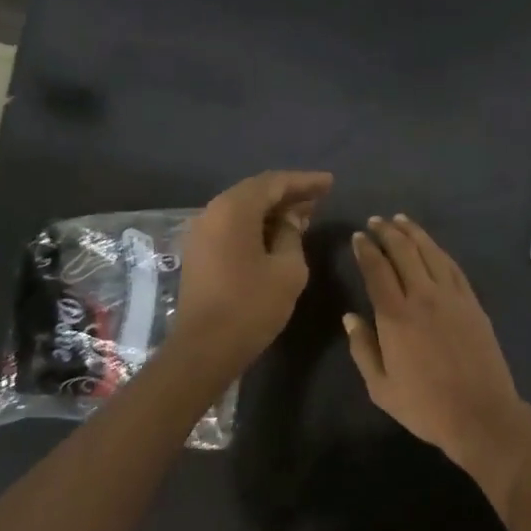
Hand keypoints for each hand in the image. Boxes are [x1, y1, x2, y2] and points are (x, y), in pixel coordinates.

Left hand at [172, 170, 332, 371]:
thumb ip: (292, 235)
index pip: (273, 183)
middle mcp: (212, 213)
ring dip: (273, 211)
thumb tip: (291, 219)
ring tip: (303, 216)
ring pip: (242, 210)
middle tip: (319, 198)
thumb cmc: (252, 306)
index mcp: (234, 210)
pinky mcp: (200, 253)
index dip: (304, 182)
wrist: (205, 348)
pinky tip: (278, 236)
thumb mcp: (288, 269)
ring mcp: (202, 233)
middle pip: (255, 192)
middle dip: (288, 194)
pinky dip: (257, 225)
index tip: (330, 183)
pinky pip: (232, 227)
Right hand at [345, 215, 528, 467]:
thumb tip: (350, 317)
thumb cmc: (425, 406)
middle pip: (404, 252)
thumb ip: (362, 348)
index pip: (377, 269)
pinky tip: (431, 246)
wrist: (480, 413)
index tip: (358, 237)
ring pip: (430, 253)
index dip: (366, 250)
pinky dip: (438, 251)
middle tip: (375, 221)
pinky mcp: (473, 303)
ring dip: (413, 233)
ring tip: (400, 221)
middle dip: (387, 232)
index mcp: (395, 316)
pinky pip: (453, 267)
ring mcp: (452, 297)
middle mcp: (423, 296)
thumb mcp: (381, 387)